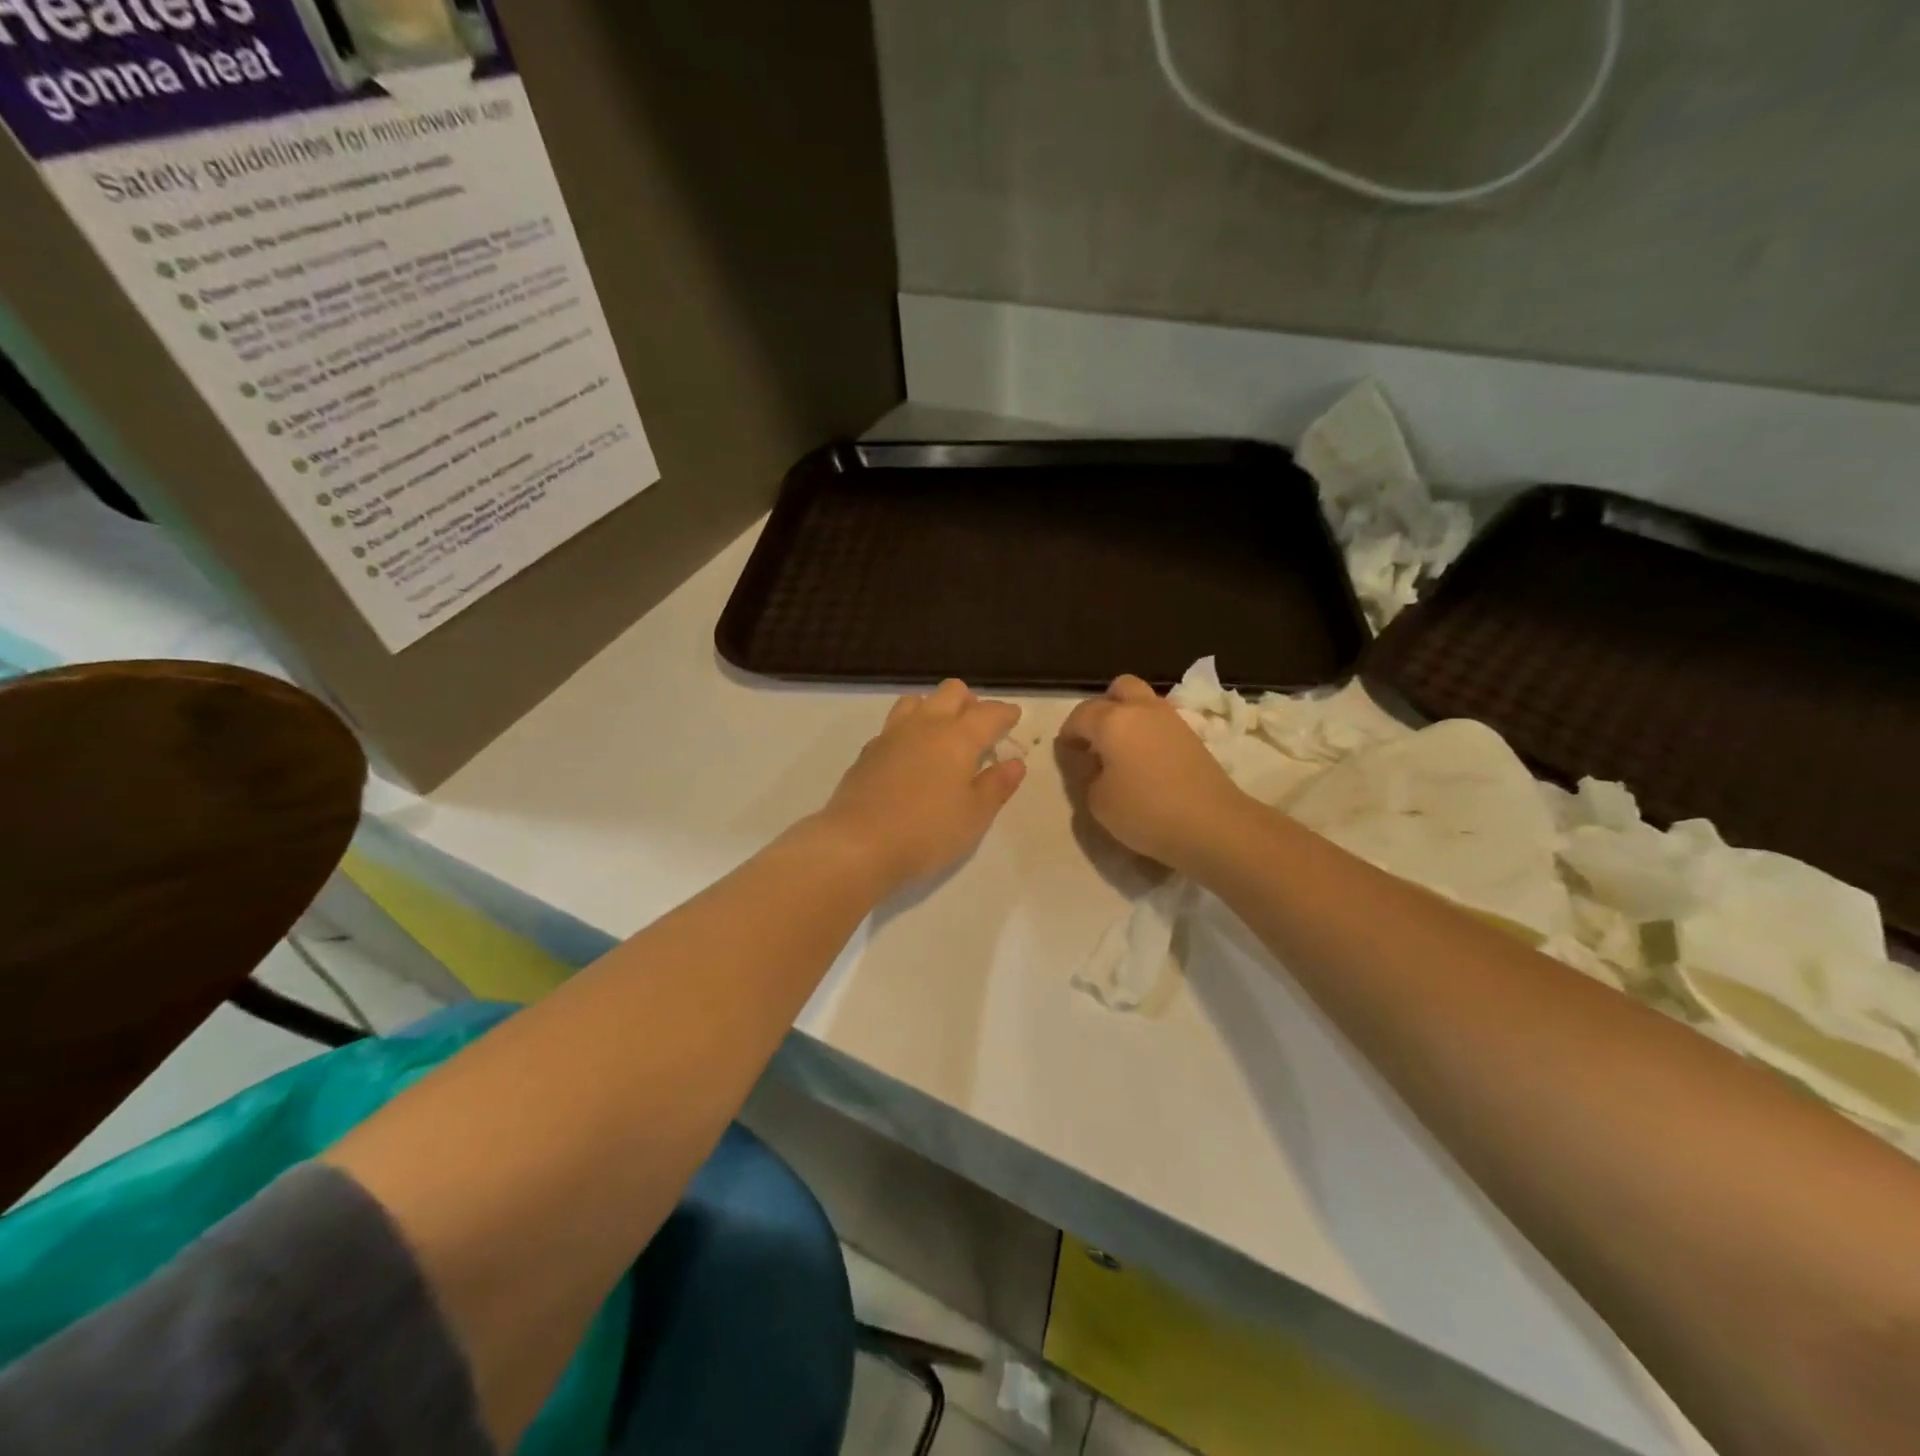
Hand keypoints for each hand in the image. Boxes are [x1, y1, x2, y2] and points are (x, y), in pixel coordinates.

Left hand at [818, 680, 1026, 892]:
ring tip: (943, 734)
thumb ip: (996, 786)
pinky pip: (894, 724)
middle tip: (979, 726)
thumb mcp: (974, 816)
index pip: (989, 713)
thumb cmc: (927, 832)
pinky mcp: (868, 751)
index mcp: (958, 737)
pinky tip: (911, 754)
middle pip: (951, 692)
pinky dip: (910, 729)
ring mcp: (892, 734)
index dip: (1005, 713)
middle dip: (970, 702)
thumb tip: (1014, 763)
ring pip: (917, 701)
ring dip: (935, 708)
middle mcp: (925, 725)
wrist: (858, 844)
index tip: (1014, 717)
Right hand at [1057, 675, 1247, 873]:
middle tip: (1096, 739)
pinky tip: (1145, 762)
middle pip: (1119, 689)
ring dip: (1129, 718)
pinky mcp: (1193, 737)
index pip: (1080, 715)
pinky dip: (1149, 734)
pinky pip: (1161, 723)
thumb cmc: (1146, 811)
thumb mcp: (1098, 802)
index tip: (1066, 753)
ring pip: (1144, 703)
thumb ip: (1088, 776)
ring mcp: (1172, 720)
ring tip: (1121, 752)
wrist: (1212, 824)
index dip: (1068, 733)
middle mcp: (1142, 709)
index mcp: (1112, 720)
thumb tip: (1096, 764)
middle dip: (1103, 708)